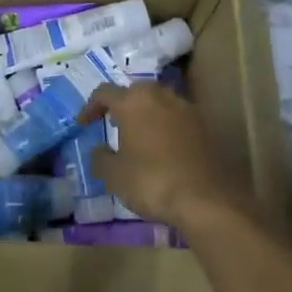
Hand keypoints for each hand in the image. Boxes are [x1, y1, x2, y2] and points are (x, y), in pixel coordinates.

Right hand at [81, 83, 252, 230]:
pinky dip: (167, 128)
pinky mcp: (207, 127)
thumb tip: (101, 150)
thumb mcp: (114, 175)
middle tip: (114, 124)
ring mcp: (188, 109)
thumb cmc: (152, 181)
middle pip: (136, 92)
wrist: (207, 199)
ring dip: (147, 115)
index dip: (90, 107)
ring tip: (139, 137)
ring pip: (160, 103)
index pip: (104, 93)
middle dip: (122, 105)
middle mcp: (161, 96)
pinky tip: (163, 149)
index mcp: (133, 102)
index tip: (84, 124)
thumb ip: (101, 158)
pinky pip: (178, 119)